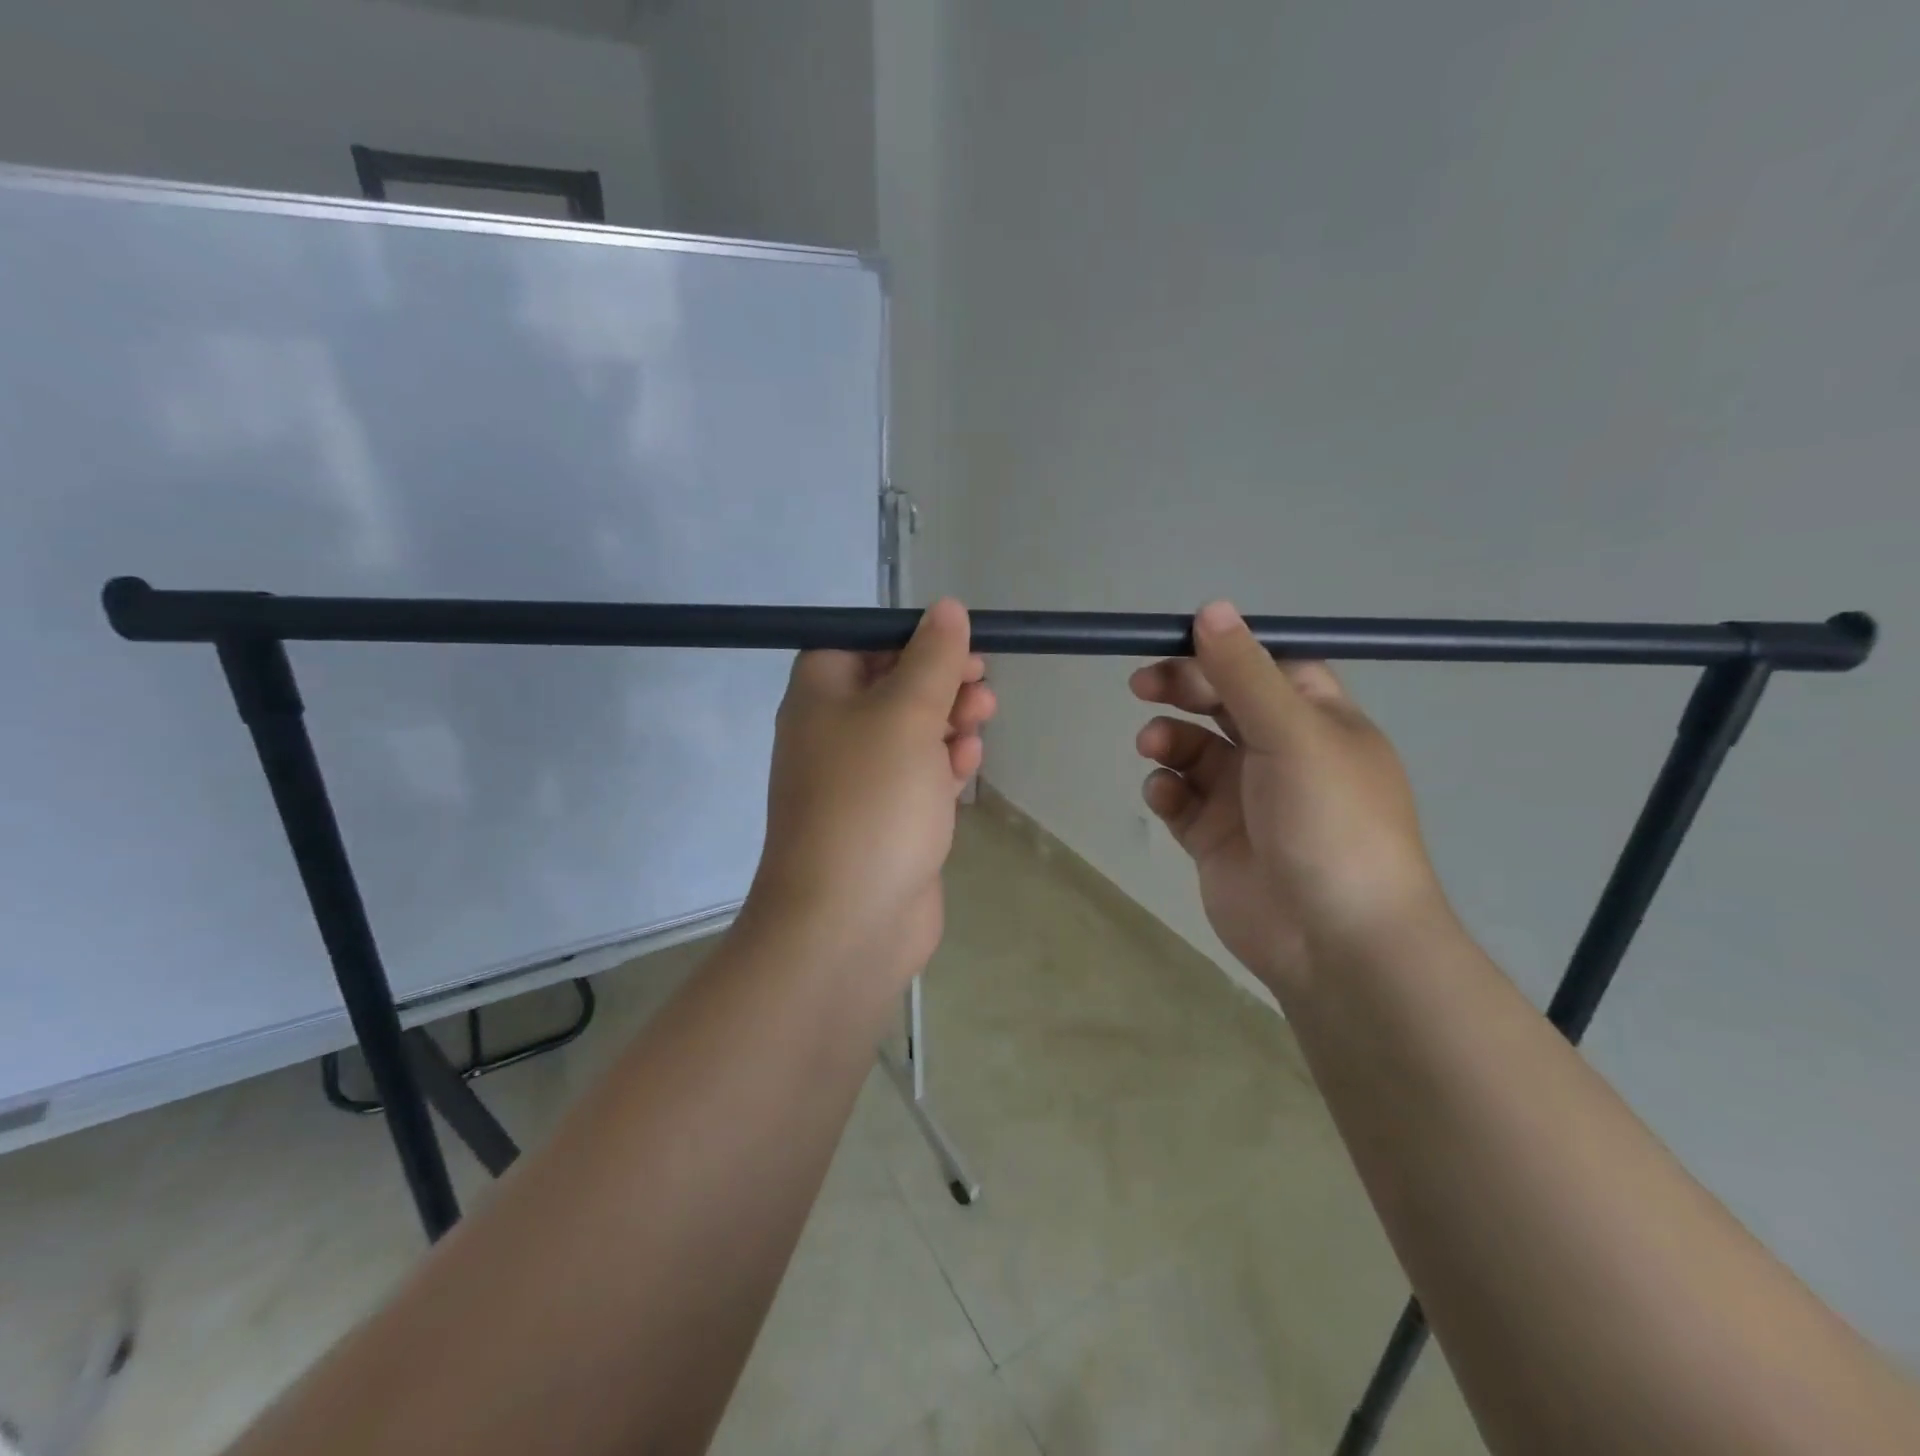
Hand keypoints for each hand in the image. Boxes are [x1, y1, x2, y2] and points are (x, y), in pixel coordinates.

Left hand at [745, 598, 995, 989]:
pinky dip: (942, 765)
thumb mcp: (906, 715)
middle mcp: (832, 734)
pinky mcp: (885, 821)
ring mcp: (858, 782)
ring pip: (910, 734)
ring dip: (948, 721)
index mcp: (820, 697)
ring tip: (983, 718)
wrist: (848, 921)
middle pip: (891, 687)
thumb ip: (931, 659)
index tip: (957, 644)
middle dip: (940, 681)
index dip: (909, 638)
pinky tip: (967, 766)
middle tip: (981, 684)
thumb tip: (946, 608)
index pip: (859, 644)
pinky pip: (916, 777)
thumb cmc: (872, 802)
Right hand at [1130, 601, 1447, 999]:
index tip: (1176, 647)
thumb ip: (1244, 672)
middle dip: (1182, 691)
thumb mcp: (1291, 733)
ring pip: (1193, 750)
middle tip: (1142, 686)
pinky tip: (1164, 798)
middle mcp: (1282, 753)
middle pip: (1221, 704)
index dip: (1221, 655)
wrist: (1334, 940)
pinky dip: (1166, 791)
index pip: (1265, 668)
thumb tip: (1211, 607)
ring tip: (1154, 748)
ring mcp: (1246, 798)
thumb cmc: (1328, 821)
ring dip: (1168, 741)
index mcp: (1317, 721)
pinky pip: (1180, 799)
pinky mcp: (1215, 838)